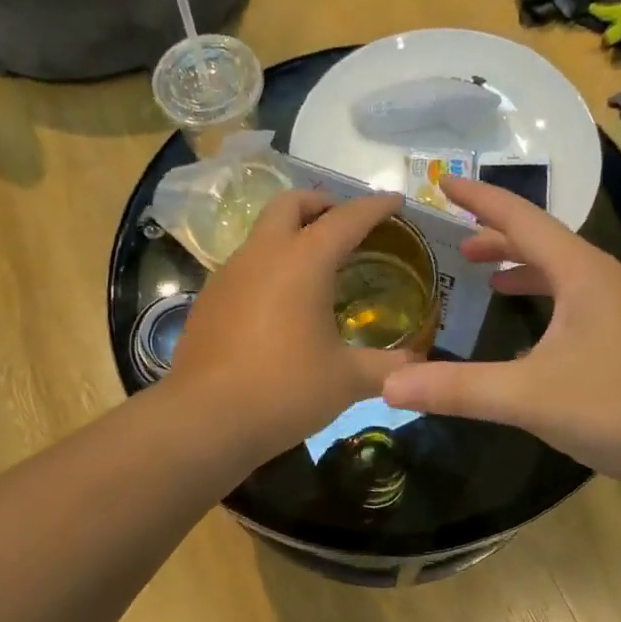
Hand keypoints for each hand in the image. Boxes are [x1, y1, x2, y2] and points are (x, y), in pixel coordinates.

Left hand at [166, 191, 420, 463]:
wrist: (204, 420)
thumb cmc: (284, 390)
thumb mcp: (347, 380)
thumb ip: (388, 367)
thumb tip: (416, 366)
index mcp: (302, 261)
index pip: (346, 218)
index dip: (375, 207)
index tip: (396, 201)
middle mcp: (262, 254)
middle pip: (291, 204)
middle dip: (322, 204)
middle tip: (346, 226)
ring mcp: (228, 275)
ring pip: (262, 233)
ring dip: (291, 235)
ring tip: (317, 268)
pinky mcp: (208, 300)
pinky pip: (245, 266)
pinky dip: (270, 267)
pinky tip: (281, 305)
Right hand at [381, 177, 620, 489]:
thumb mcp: (530, 396)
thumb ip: (458, 389)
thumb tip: (389, 386)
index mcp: (582, 273)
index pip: (522, 220)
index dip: (480, 200)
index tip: (444, 181)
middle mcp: (604, 281)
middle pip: (543, 244)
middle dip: (498, 238)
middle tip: (458, 243)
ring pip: (563, 275)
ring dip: (522, 270)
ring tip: (487, 279)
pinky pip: (576, 305)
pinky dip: (544, 303)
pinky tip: (529, 337)